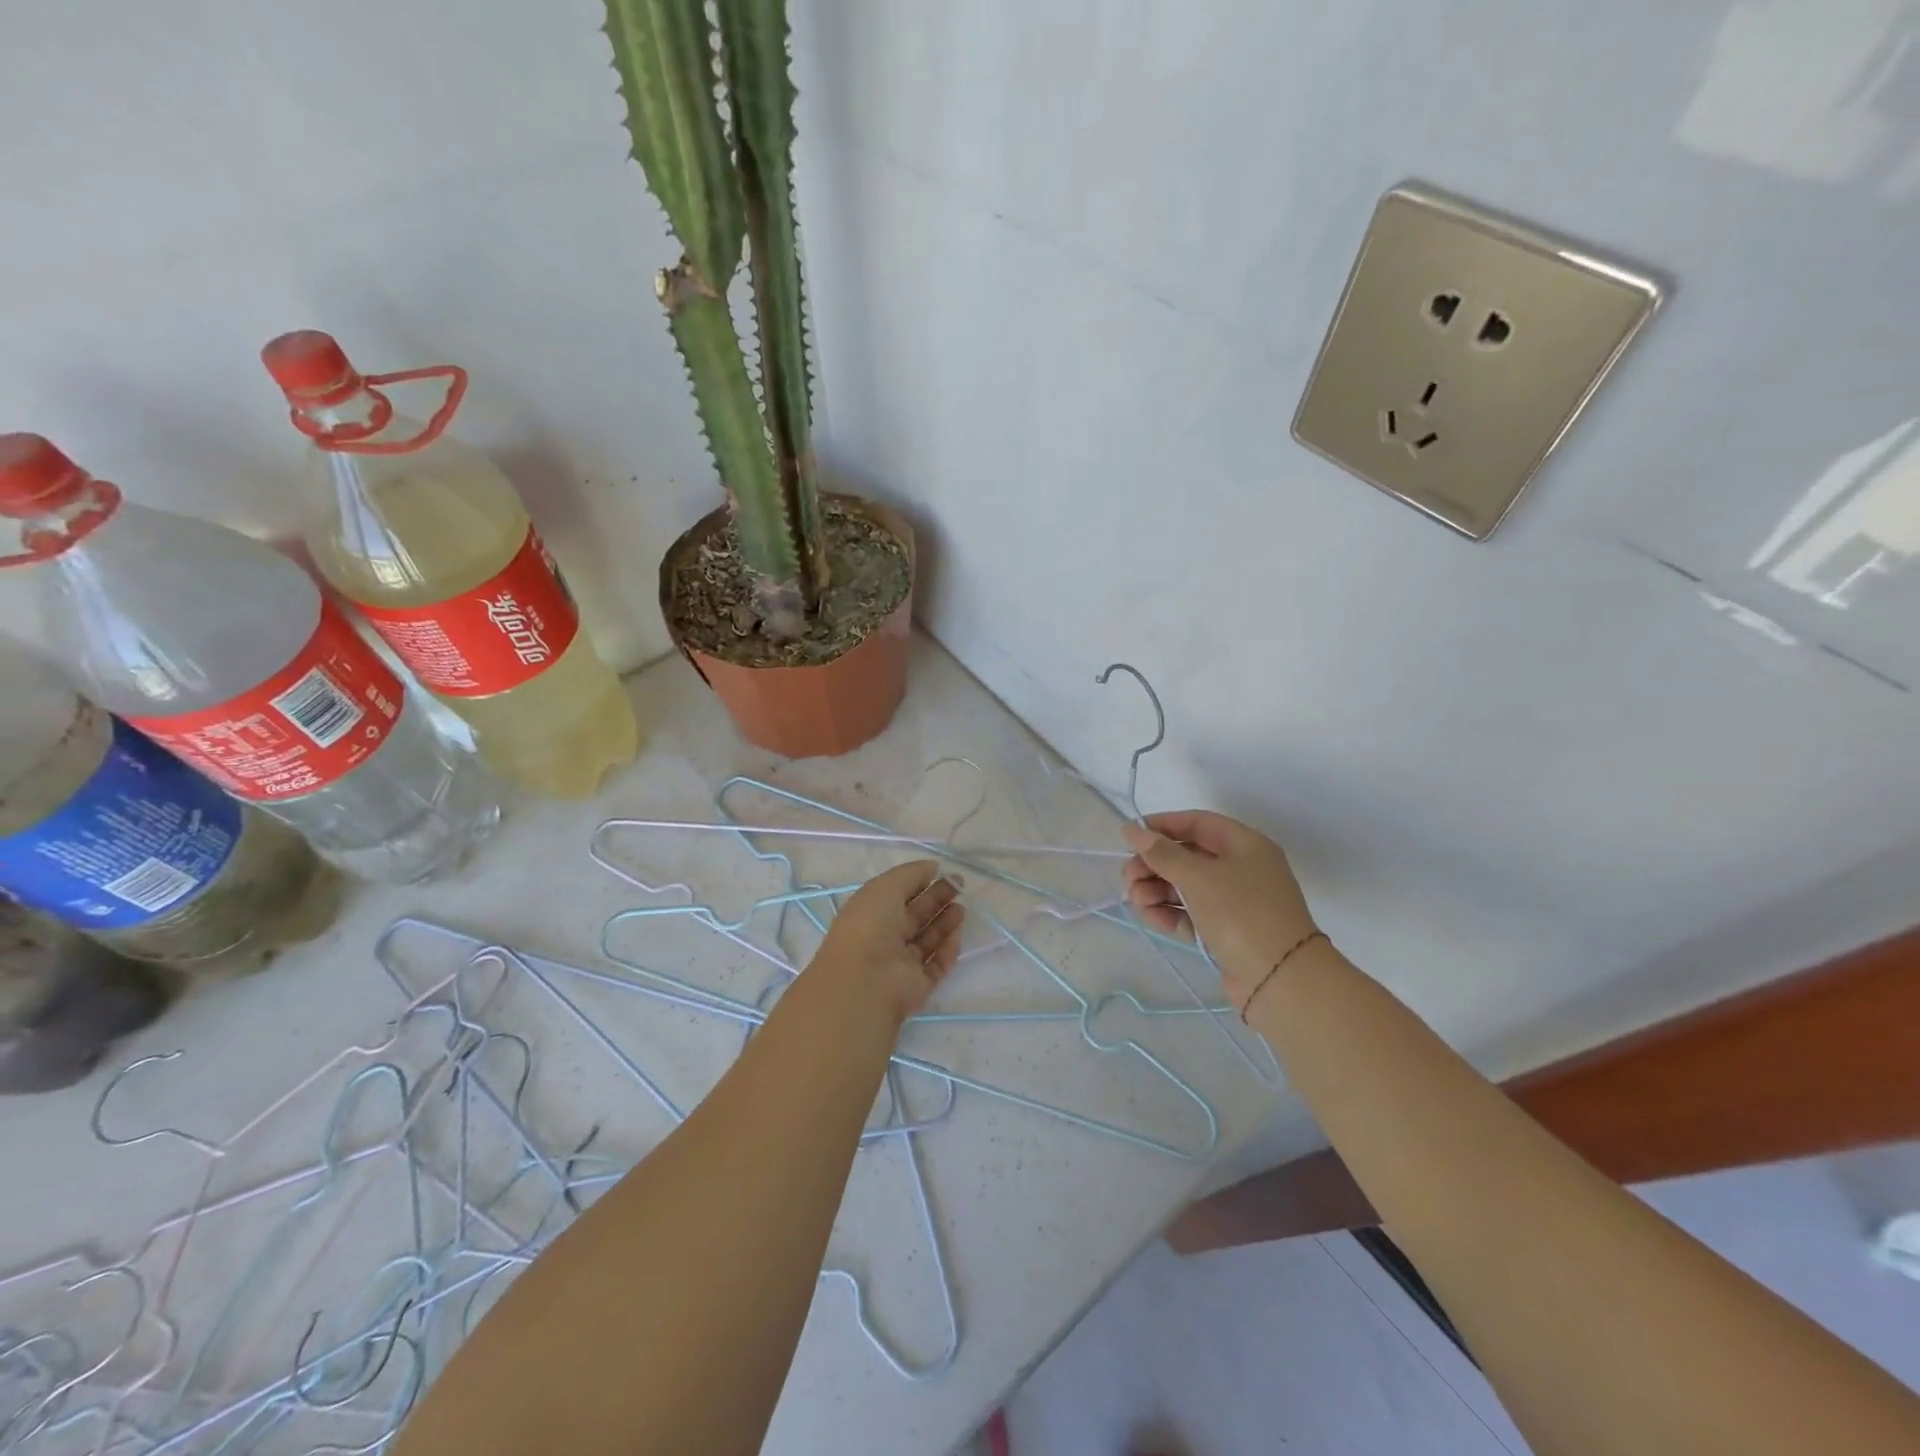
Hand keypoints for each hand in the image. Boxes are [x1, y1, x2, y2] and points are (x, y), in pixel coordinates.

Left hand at [810, 861, 964, 1025]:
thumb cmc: (870, 925)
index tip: (942, 872)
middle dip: (937, 899)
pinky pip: (937, 964)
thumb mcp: (886, 886)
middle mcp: (885, 938)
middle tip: (959, 886)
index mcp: (871, 913)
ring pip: (928, 939)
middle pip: (915, 916)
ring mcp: (901, 963)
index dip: (919, 882)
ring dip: (945, 922)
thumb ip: (911, 873)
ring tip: (962, 908)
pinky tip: (957, 933)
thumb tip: (933, 867)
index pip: (898, 895)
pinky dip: (948, 949)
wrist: (866, 980)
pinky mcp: (918, 984)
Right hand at [1121, 811, 1318, 1011]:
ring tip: (1137, 902)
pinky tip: (1153, 919)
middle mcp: (1241, 868)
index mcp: (1245, 845)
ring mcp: (1234, 901)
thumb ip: (1162, 853)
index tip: (1130, 837)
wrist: (1281, 980)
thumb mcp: (1199, 877)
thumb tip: (1132, 829)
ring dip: (1157, 890)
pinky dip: (1170, 913)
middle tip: (1128, 878)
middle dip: (1154, 865)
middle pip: (1187, 856)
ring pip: (1185, 886)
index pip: (1197, 823)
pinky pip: (1190, 913)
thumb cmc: (1241, 914)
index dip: (1162, 826)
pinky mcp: (1225, 930)